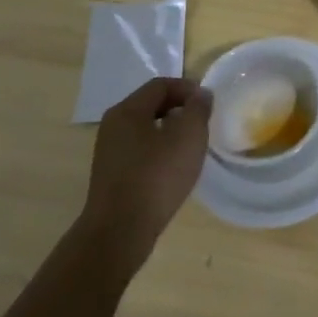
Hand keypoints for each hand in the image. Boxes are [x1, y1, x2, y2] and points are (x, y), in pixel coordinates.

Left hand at [74, 77, 212, 278]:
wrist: (119, 231)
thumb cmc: (157, 177)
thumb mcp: (188, 136)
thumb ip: (198, 109)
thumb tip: (200, 94)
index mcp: (128, 110)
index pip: (161, 84)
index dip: (188, 88)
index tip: (208, 103)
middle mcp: (113, 125)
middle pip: (150, 104)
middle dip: (179, 108)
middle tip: (202, 123)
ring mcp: (109, 151)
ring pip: (145, 128)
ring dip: (170, 130)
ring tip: (191, 146)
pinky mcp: (111, 174)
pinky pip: (139, 150)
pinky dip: (158, 150)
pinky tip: (173, 168)